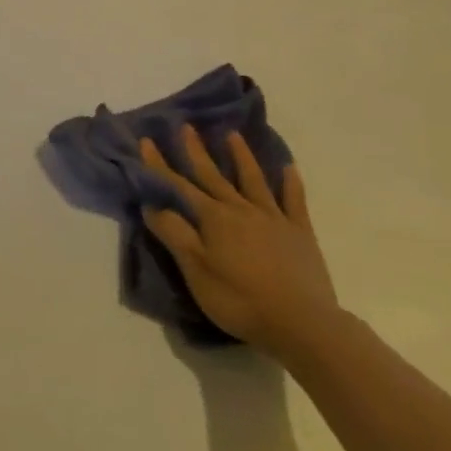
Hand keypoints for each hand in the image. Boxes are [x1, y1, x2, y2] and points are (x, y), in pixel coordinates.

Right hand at [139, 125, 338, 356]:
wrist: (303, 325)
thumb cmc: (240, 299)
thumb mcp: (196, 270)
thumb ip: (174, 234)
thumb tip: (152, 205)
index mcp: (213, 218)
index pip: (178, 186)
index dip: (160, 165)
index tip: (146, 141)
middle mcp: (241, 210)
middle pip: (213, 175)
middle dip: (196, 151)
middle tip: (186, 126)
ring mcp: (273, 219)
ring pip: (253, 180)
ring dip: (241, 156)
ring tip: (233, 135)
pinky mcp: (300, 234)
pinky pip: (294, 202)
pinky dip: (291, 183)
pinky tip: (288, 168)